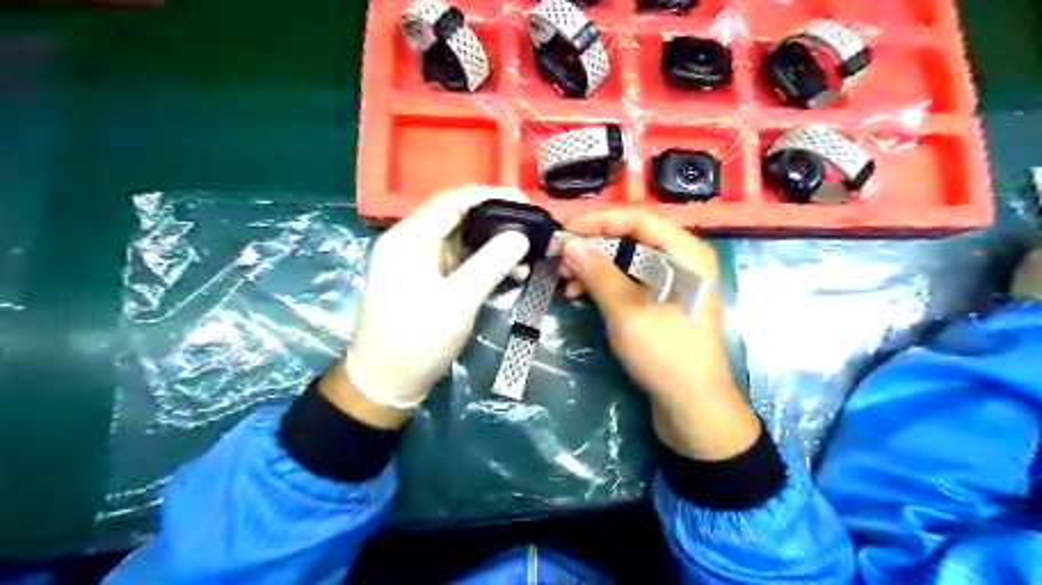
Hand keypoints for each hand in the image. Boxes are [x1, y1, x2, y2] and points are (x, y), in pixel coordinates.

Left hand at [333, 188, 529, 416]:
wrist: (383, 383)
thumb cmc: (416, 341)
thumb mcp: (457, 302)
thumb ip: (490, 265)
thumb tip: (521, 235)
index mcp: (409, 238)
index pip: (453, 200)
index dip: (491, 196)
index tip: (525, 201)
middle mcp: (409, 242)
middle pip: (456, 216)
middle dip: (495, 220)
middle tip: (531, 227)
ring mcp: (415, 261)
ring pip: (459, 239)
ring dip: (492, 244)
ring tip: (526, 255)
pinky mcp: (423, 280)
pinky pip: (456, 261)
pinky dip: (481, 263)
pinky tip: (508, 273)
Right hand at [562, 210, 758, 461]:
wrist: (693, 406)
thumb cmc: (665, 353)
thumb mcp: (627, 310)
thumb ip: (598, 273)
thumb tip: (570, 244)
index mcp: (685, 253)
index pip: (638, 219)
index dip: (599, 220)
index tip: (565, 229)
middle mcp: (681, 260)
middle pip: (632, 238)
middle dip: (593, 246)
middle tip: (560, 256)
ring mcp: (672, 283)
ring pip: (627, 261)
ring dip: (594, 267)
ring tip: (565, 279)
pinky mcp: (661, 303)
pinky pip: (629, 282)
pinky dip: (604, 285)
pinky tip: (580, 294)